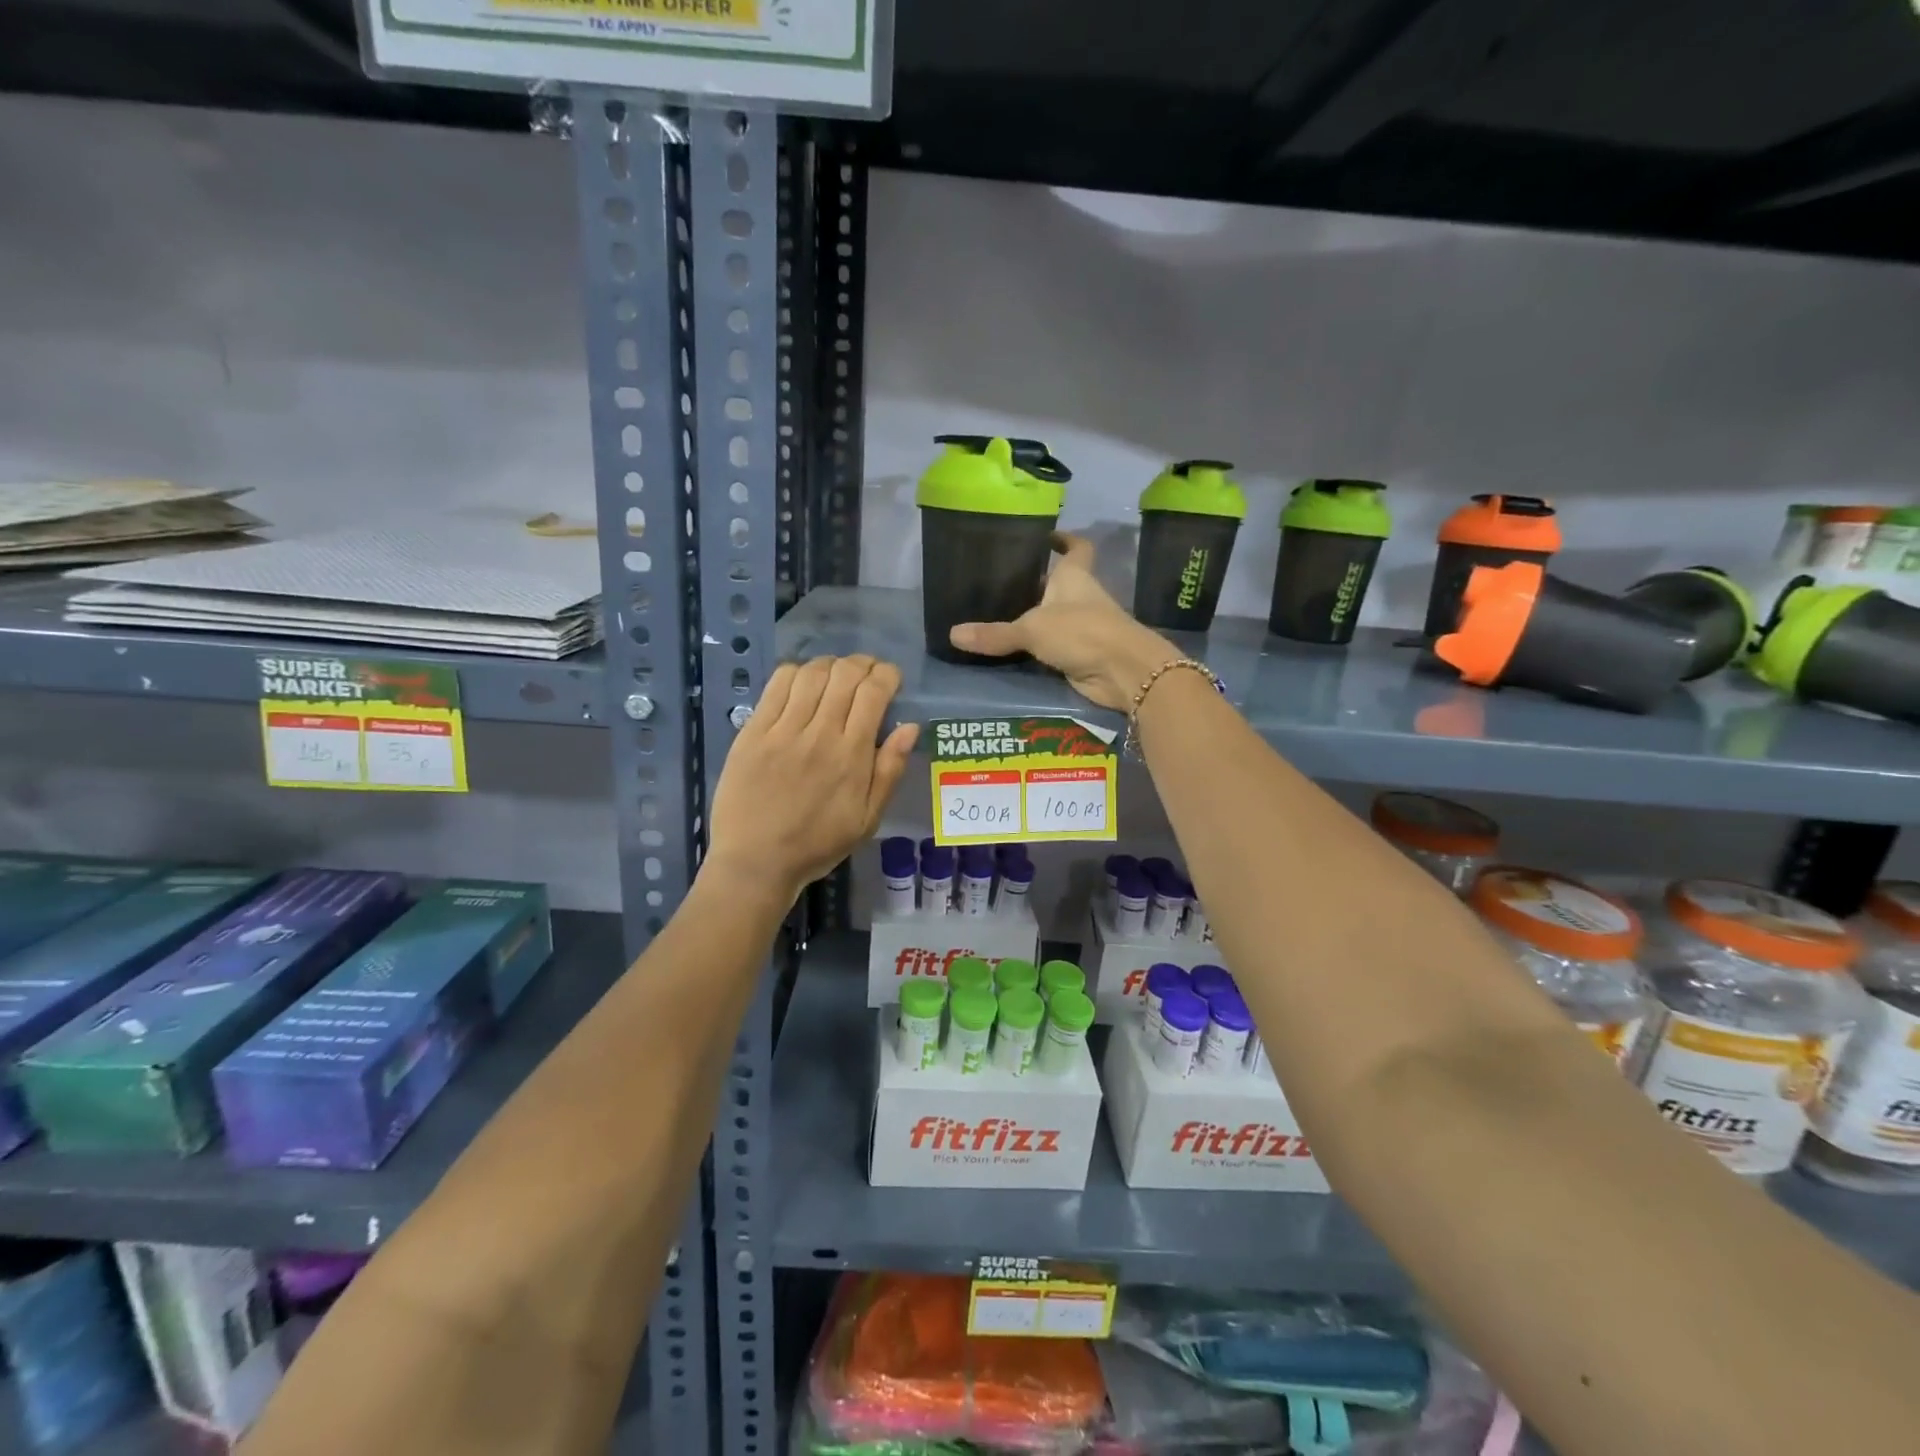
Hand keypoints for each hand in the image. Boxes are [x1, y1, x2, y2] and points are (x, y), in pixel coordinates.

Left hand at [707, 656, 918, 900]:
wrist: (755, 861)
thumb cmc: (817, 844)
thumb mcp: (867, 819)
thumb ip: (890, 771)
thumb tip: (910, 727)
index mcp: (851, 755)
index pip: (873, 692)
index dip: (886, 675)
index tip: (891, 679)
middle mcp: (819, 733)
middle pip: (844, 674)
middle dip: (862, 664)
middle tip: (866, 674)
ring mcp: (782, 729)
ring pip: (812, 673)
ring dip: (830, 665)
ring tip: (835, 676)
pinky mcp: (753, 730)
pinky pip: (777, 684)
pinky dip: (796, 672)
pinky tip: (802, 683)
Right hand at [949, 535, 1178, 710]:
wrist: (1123, 672)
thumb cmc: (1082, 632)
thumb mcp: (1032, 629)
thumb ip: (995, 633)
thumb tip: (953, 634)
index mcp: (1074, 576)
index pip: (1076, 547)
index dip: (1063, 539)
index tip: (1045, 536)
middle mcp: (1080, 597)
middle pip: (1058, 584)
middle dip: (1035, 582)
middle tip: (999, 581)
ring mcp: (1083, 627)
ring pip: (1054, 616)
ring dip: (1033, 617)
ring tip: (995, 614)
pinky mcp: (1081, 654)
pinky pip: (1053, 646)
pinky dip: (1036, 648)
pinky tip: (1011, 649)